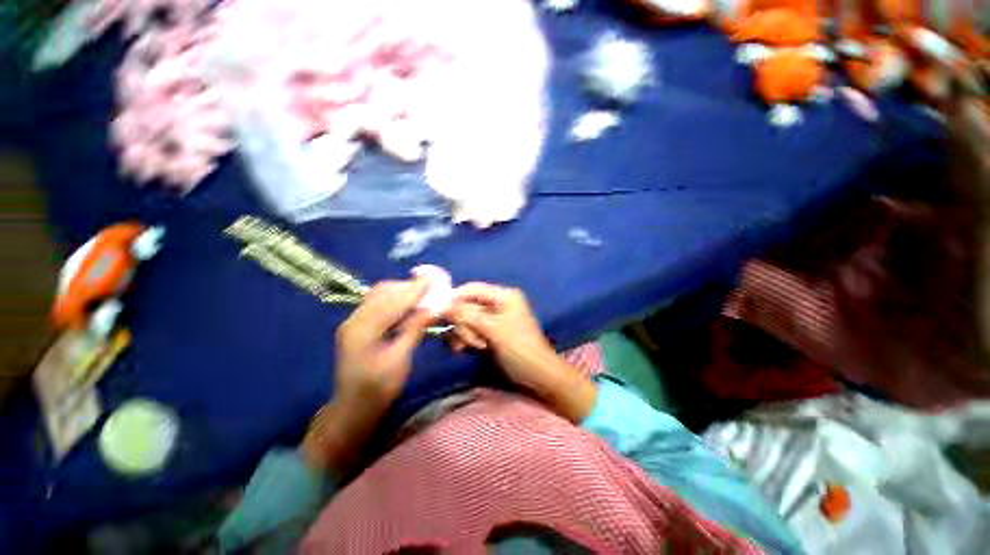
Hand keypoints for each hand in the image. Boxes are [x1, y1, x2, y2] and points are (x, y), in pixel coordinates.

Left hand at [334, 280, 431, 409]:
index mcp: (363, 329)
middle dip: (409, 287)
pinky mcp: (358, 325)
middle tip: (432, 287)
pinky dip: (395, 300)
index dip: (415, 289)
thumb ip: (415, 329)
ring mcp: (354, 321)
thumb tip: (434, 308)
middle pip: (383, 292)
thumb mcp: (400, 359)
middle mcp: (355, 319)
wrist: (354, 408)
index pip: (393, 301)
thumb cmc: (379, 388)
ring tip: (423, 293)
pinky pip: (378, 304)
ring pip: (380, 295)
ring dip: (402, 291)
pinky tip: (409, 304)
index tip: (434, 279)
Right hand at [446, 283, 596, 421]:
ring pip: (466, 319)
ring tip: (475, 347)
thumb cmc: (519, 349)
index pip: (472, 289)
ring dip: (465, 333)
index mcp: (504, 296)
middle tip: (470, 340)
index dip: (454, 298)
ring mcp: (493, 318)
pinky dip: (467, 339)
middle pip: (467, 305)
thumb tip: (443, 304)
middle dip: (464, 323)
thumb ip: (467, 315)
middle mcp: (498, 303)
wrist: (537, 376)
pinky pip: (471, 330)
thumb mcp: (493, 329)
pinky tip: (468, 349)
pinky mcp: (490, 332)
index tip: (439, 313)